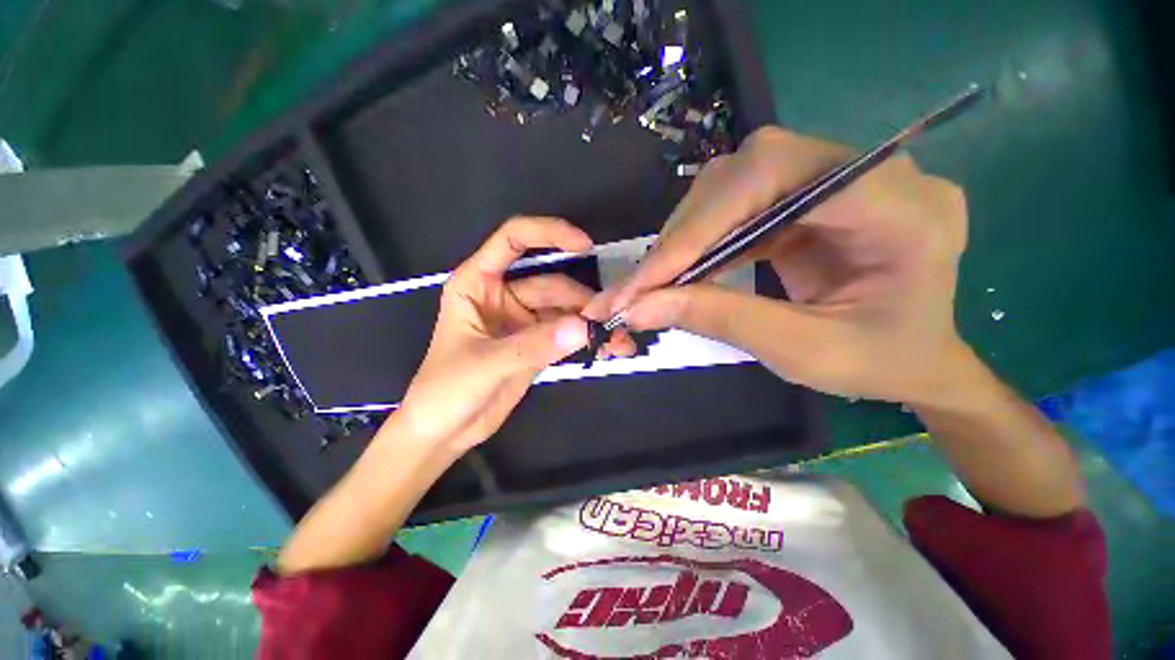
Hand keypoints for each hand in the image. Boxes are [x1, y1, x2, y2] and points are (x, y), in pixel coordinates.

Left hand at [395, 217, 594, 450]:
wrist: (444, 431)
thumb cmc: (445, 391)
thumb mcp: (486, 364)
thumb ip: (534, 345)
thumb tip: (583, 327)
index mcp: (478, 283)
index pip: (513, 239)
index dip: (549, 233)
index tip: (584, 245)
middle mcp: (504, 295)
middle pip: (552, 284)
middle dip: (583, 301)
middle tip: (612, 320)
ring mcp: (523, 321)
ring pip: (565, 310)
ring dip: (591, 323)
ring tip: (618, 340)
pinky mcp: (537, 344)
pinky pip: (567, 334)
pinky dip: (586, 340)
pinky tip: (607, 349)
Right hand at [586, 126, 970, 404]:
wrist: (917, 357)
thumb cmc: (880, 364)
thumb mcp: (802, 353)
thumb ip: (721, 320)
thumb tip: (639, 308)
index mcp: (902, 210)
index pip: (777, 179)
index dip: (701, 226)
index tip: (647, 279)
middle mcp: (872, 174)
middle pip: (749, 171)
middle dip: (684, 233)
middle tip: (640, 286)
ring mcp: (838, 179)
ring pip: (735, 183)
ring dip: (686, 236)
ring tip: (654, 282)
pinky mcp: (808, 197)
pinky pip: (738, 204)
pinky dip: (700, 240)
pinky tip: (683, 271)